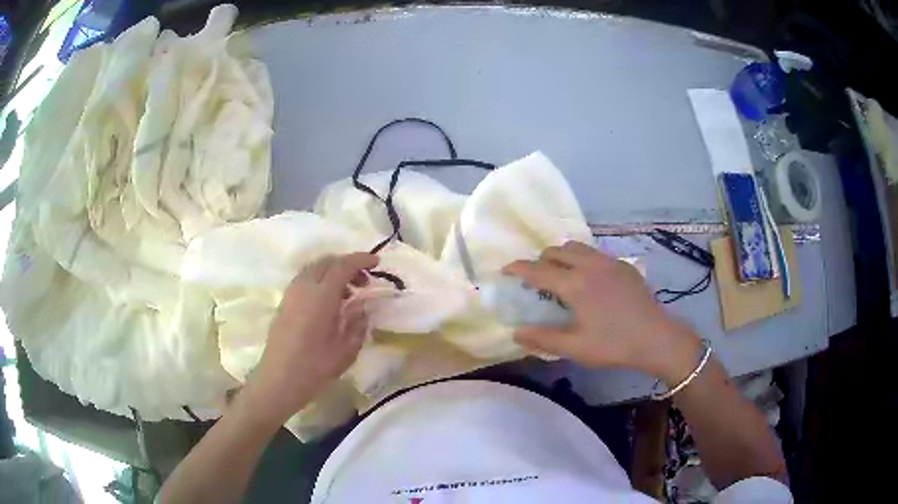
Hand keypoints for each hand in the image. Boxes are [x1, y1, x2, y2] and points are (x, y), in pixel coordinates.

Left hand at [240, 252, 378, 425]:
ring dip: (333, 272)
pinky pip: (305, 279)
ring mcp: (291, 293)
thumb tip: (362, 308)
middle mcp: (304, 287)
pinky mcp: (284, 302)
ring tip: (348, 293)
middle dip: (348, 264)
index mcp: (321, 296)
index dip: (361, 259)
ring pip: (314, 268)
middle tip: (364, 281)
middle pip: (327, 261)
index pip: (343, 265)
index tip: (377, 262)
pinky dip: (320, 280)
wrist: (278, 380)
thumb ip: (357, 324)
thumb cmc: (314, 368)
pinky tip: (329, 302)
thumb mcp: (346, 350)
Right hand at [503, 241, 699, 382]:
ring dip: (563, 256)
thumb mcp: (575, 348)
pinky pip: (596, 253)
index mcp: (575, 284)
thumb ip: (543, 339)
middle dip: (541, 260)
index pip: (538, 270)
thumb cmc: (614, 345)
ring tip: (562, 274)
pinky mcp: (624, 265)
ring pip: (578, 247)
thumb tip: (515, 332)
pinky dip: (583, 259)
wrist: (656, 338)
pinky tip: (590, 280)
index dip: (518, 268)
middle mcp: (590, 265)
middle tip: (536, 278)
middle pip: (557, 250)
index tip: (505, 270)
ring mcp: (610, 262)